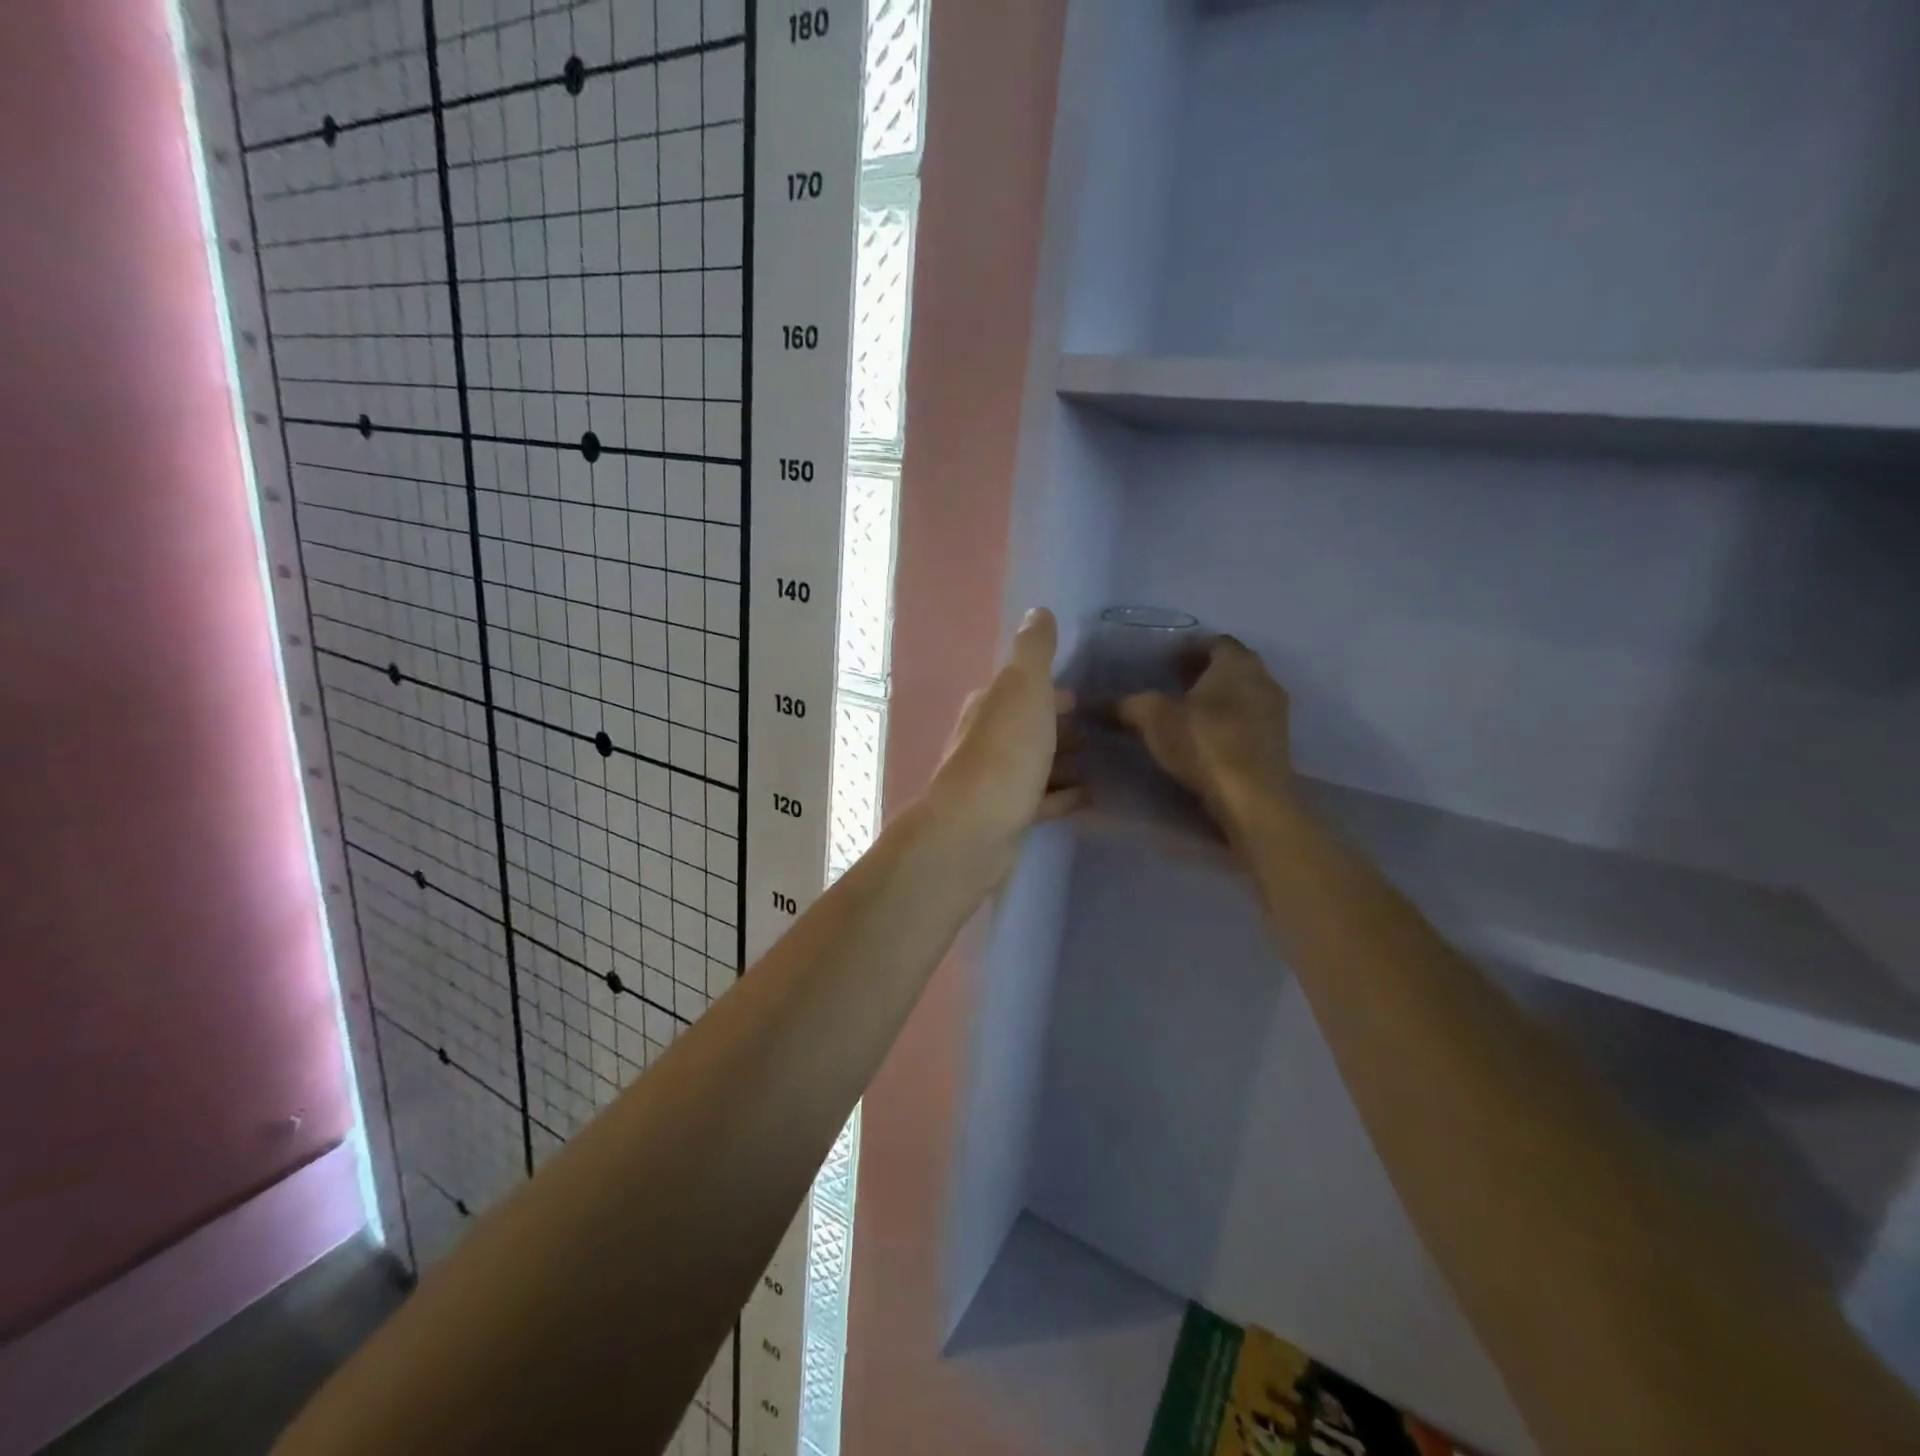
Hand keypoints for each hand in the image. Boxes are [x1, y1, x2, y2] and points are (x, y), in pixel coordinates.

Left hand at [928, 608, 1083, 868]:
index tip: (1082, 696)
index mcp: (989, 706)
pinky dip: (1062, 795)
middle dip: (1058, 726)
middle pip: (1027, 727)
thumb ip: (1033, 651)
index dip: (1049, 690)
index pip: (1020, 689)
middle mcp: (986, 741)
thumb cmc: (1004, 753)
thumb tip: (1038, 611)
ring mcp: (994, 782)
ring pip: (1034, 764)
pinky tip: (1089, 796)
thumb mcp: (1023, 689)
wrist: (975, 831)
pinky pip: (1041, 800)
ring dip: (1061, 761)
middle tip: (1099, 731)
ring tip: (1100, 762)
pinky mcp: (1006, 818)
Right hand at [1117, 635, 1293, 839]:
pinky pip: (1248, 720)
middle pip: (1230, 666)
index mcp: (1237, 662)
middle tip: (1171, 684)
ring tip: (1185, 713)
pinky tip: (1205, 738)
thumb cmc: (1205, 745)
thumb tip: (1099, 703)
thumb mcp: (1154, 719)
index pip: (1214, 641)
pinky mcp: (1278, 743)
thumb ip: (1128, 704)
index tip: (1163, 661)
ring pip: (1241, 694)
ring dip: (1216, 698)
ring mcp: (1276, 712)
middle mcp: (1264, 678)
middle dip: (1202, 672)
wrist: (1253, 800)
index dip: (1187, 648)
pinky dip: (1227, 721)